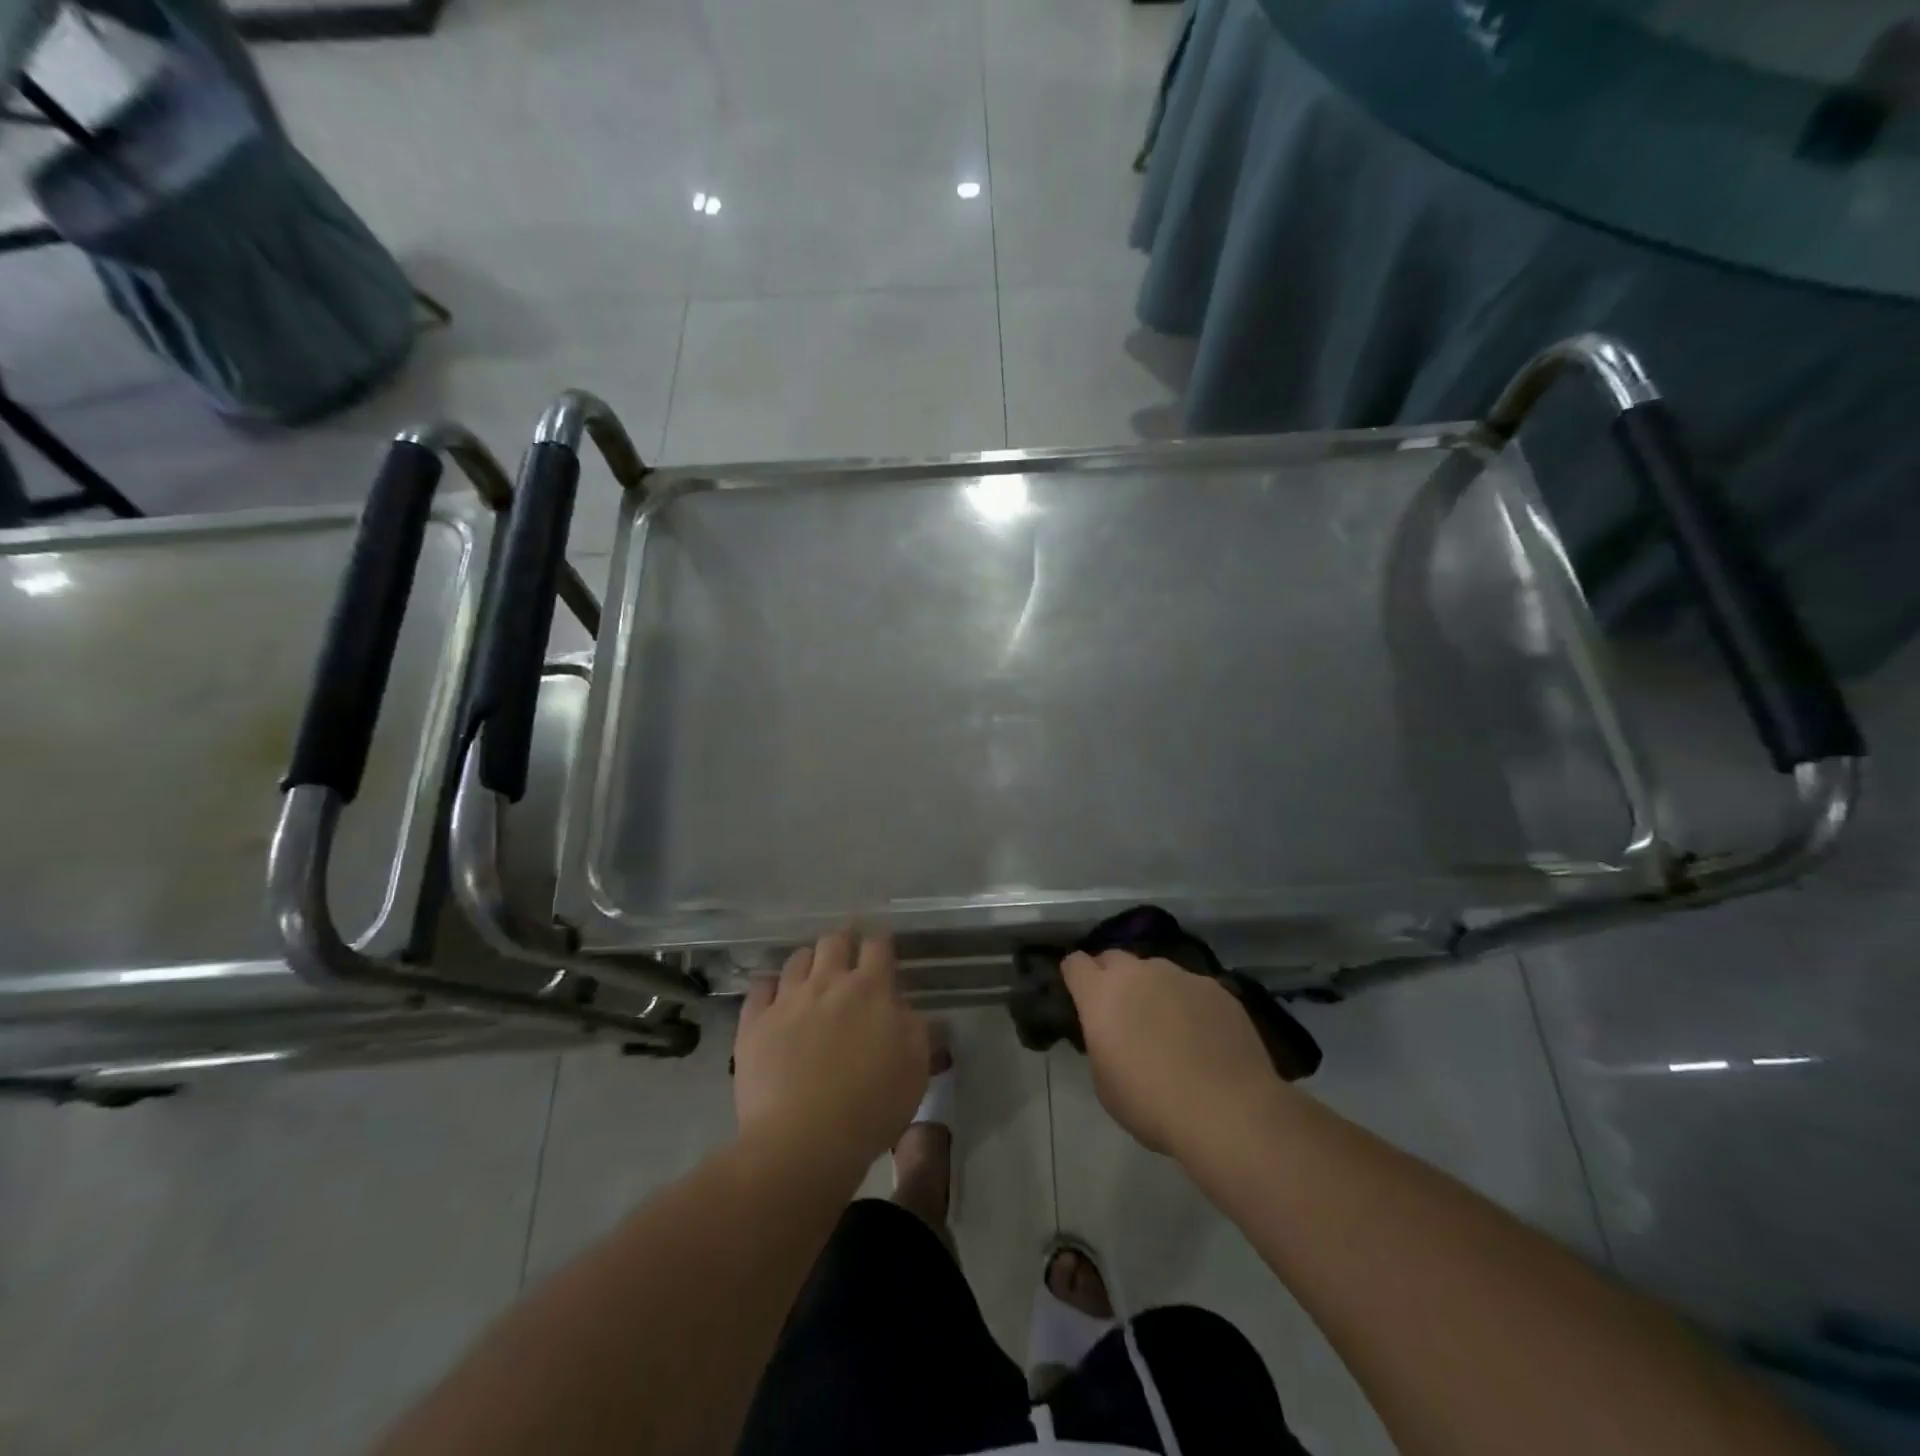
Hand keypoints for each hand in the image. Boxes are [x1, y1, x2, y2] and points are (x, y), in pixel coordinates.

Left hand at [734, 929, 929, 1174]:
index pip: (878, 946)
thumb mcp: (915, 1068)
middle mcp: (827, 983)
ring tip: (812, 979)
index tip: (882, 952)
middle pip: (834, 941)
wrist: (802, 1142)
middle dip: (844, 943)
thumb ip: (915, 1029)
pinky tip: (774, 1000)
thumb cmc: (870, 1107)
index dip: (881, 944)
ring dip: (809, 962)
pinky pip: (760, 988)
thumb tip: (903, 1009)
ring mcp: (787, 1000)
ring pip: (797, 959)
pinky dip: (769, 988)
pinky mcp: (754, 1023)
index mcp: (870, 990)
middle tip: (848, 958)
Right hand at [1061, 950, 1279, 1156]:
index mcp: (1101, 993)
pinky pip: (1191, 988)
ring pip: (1156, 971)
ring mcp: (1180, 976)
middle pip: (1114, 958)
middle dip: (1111, 977)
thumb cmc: (1151, 1104)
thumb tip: (1111, 1033)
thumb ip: (1100, 1042)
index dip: (1075, 978)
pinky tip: (1203, 1036)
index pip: (1075, 963)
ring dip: (1153, 989)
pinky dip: (1189, 1004)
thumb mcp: (1104, 1082)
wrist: (1227, 1111)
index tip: (1080, 997)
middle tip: (1121, 1012)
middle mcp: (1138, 972)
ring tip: (1168, 1025)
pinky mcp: (1216, 988)